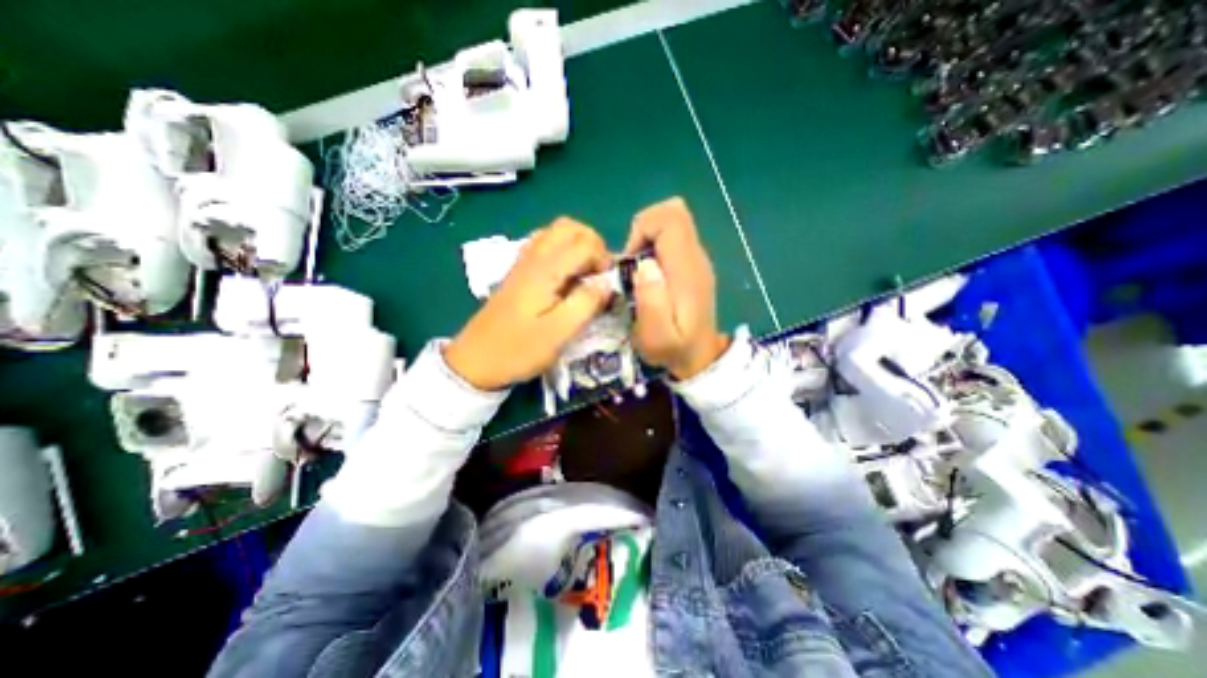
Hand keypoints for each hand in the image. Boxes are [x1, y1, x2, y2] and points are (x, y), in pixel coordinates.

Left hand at [442, 220, 612, 388]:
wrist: (476, 360)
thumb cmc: (519, 349)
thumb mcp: (559, 333)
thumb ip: (586, 304)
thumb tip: (607, 283)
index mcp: (545, 270)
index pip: (585, 243)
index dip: (604, 259)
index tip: (606, 285)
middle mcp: (533, 257)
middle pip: (569, 227)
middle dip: (593, 244)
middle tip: (598, 273)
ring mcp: (523, 263)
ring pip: (556, 233)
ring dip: (578, 246)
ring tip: (585, 274)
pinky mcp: (519, 273)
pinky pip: (544, 246)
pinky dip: (562, 252)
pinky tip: (565, 278)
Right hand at [623, 195, 724, 379]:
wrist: (700, 358)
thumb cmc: (674, 350)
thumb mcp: (656, 337)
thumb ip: (652, 302)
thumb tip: (645, 264)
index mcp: (687, 270)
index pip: (671, 219)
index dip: (643, 229)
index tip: (631, 260)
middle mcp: (696, 257)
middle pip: (673, 212)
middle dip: (644, 229)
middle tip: (634, 263)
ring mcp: (697, 260)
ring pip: (673, 222)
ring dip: (649, 238)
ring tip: (641, 271)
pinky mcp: (693, 265)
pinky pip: (674, 238)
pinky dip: (656, 246)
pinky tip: (651, 275)